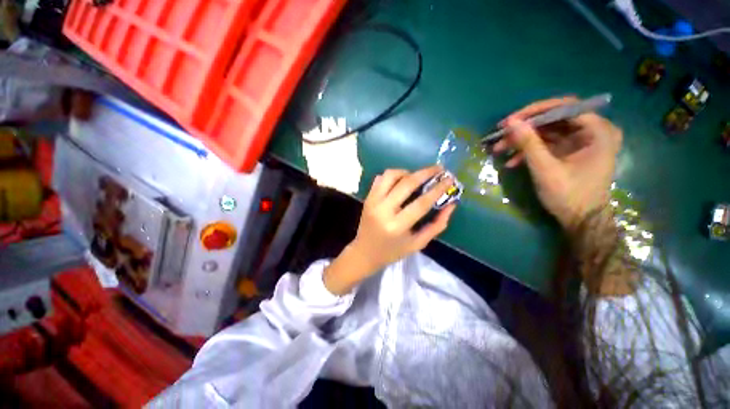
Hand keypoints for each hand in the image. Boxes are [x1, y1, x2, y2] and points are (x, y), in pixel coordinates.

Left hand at [323, 166, 456, 294]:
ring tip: (417, 177)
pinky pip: (380, 178)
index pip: (421, 203)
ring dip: (407, 172)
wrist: (364, 252)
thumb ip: (436, 226)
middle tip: (439, 168)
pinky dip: (393, 175)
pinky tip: (401, 181)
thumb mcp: (418, 244)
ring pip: (390, 175)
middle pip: (406, 184)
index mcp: (397, 226)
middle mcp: (383, 210)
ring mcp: (372, 202)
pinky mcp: (367, 197)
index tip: (449, 179)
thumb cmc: (393, 251)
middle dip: (425, 173)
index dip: (437, 189)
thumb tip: (451, 205)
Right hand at [492, 97, 621, 230]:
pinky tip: (511, 161)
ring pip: (547, 131)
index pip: (565, 107)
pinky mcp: (571, 151)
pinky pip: (548, 144)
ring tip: (499, 149)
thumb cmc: (569, 195)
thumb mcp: (546, 169)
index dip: (535, 112)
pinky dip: (529, 150)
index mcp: (598, 131)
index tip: (510, 121)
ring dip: (523, 140)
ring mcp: (581, 141)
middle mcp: (593, 131)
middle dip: (525, 128)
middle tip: (501, 135)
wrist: (581, 221)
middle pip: (554, 119)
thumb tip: (510, 122)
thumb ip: (529, 143)